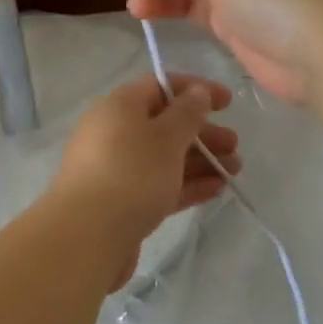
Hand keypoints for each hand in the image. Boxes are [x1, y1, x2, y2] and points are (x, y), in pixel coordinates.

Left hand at [50, 75, 239, 284]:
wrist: (88, 237)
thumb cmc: (131, 174)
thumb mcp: (166, 137)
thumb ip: (187, 113)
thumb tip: (197, 91)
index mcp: (118, 107)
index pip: (159, 86)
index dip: (195, 90)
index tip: (227, 102)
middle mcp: (113, 133)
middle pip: (164, 124)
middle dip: (202, 132)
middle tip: (234, 145)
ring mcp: (116, 169)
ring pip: (164, 157)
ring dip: (200, 160)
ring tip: (234, 171)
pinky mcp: (121, 202)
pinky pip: (158, 184)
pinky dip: (186, 183)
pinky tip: (216, 190)